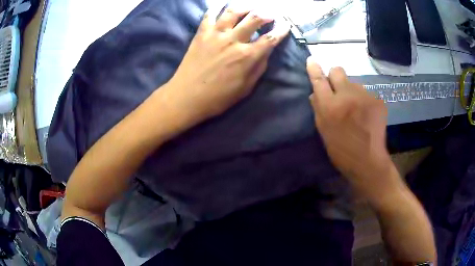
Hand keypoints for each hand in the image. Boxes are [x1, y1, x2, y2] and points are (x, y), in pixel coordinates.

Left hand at [165, 7, 289, 125]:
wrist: (187, 96)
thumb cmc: (218, 97)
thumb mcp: (245, 88)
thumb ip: (258, 68)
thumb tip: (266, 52)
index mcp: (247, 56)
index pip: (270, 38)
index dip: (281, 30)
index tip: (286, 24)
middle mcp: (233, 40)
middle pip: (254, 18)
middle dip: (266, 14)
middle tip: (271, 14)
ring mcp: (216, 34)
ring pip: (233, 11)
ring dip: (245, 6)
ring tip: (250, 7)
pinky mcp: (201, 33)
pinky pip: (209, 15)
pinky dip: (216, 7)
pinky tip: (221, 5)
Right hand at [307, 57, 403, 204]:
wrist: (368, 161)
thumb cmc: (341, 150)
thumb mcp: (324, 131)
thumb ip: (318, 108)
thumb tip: (315, 92)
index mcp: (330, 106)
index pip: (319, 80)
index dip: (314, 69)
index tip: (312, 60)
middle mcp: (347, 95)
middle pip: (338, 70)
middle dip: (335, 76)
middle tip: (338, 91)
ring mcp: (365, 96)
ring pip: (354, 83)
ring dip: (352, 92)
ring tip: (356, 110)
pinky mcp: (377, 100)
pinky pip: (366, 93)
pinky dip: (364, 101)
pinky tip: (366, 115)